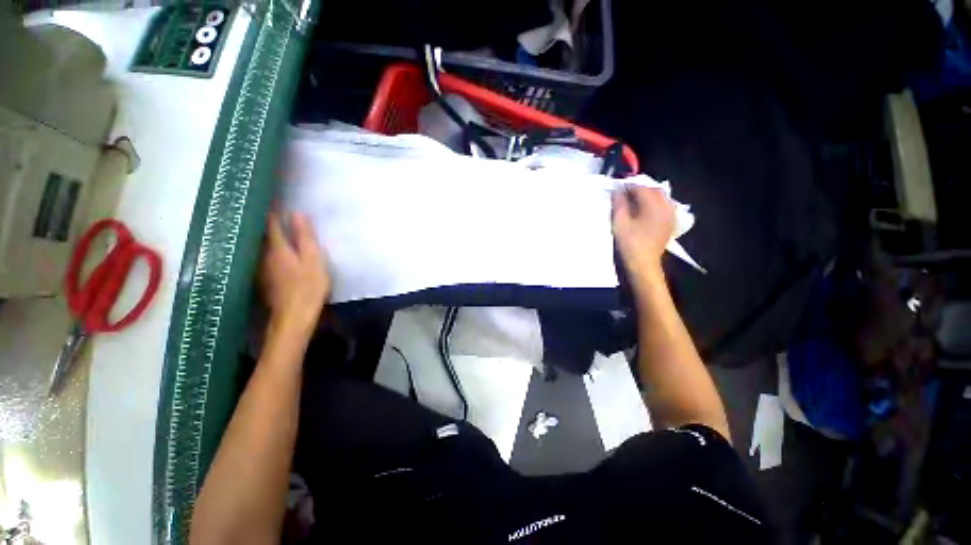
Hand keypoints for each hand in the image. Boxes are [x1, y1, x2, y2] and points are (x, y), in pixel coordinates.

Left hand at [260, 211, 330, 329]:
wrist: (294, 316)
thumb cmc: (308, 287)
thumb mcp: (313, 260)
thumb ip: (305, 238)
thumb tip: (297, 213)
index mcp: (277, 249)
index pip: (270, 224)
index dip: (270, 210)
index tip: (270, 196)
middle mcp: (263, 255)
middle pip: (258, 233)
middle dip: (261, 220)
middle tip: (263, 205)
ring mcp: (259, 268)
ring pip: (256, 244)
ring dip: (259, 233)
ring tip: (264, 222)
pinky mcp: (261, 278)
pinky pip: (258, 256)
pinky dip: (261, 247)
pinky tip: (266, 247)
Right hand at [612, 186, 675, 287]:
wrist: (643, 263)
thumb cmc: (629, 243)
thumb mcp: (619, 222)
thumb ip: (619, 203)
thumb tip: (617, 190)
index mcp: (653, 204)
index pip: (640, 187)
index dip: (627, 186)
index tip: (616, 189)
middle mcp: (666, 206)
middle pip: (653, 190)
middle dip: (638, 189)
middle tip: (624, 195)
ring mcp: (671, 214)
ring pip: (660, 197)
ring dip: (647, 196)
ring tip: (634, 202)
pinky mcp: (671, 222)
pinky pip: (665, 206)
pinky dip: (655, 204)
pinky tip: (645, 210)